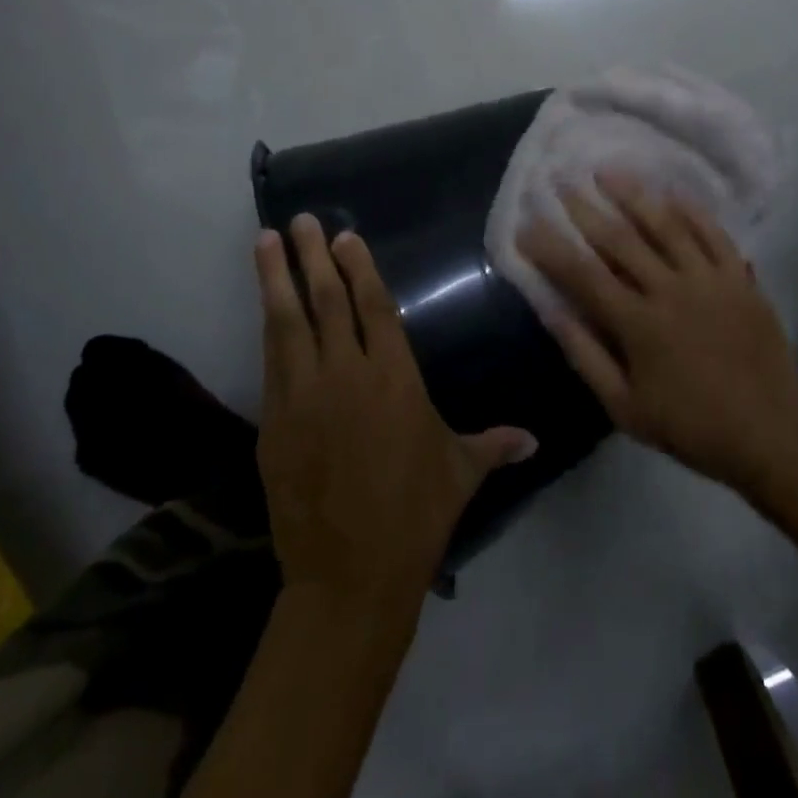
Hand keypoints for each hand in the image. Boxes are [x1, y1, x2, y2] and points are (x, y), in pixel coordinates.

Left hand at [254, 215, 536, 619]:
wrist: (349, 576)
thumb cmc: (415, 515)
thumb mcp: (460, 473)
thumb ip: (493, 445)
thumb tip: (533, 439)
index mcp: (395, 378)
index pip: (374, 307)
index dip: (358, 268)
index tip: (345, 237)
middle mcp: (347, 375)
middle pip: (327, 302)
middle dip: (313, 257)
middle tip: (300, 220)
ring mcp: (304, 396)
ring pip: (288, 323)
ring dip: (276, 279)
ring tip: (265, 241)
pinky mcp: (274, 423)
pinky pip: (271, 363)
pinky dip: (269, 330)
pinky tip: (266, 308)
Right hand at [517, 172, 797, 497]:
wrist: (772, 433)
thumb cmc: (691, 425)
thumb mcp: (626, 407)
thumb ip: (586, 356)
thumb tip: (552, 312)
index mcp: (637, 324)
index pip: (583, 274)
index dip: (551, 248)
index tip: (527, 225)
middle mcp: (669, 290)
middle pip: (620, 240)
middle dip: (586, 209)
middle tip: (562, 182)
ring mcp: (708, 279)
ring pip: (665, 226)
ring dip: (633, 195)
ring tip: (607, 171)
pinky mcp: (739, 278)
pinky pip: (713, 234)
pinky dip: (691, 210)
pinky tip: (671, 192)